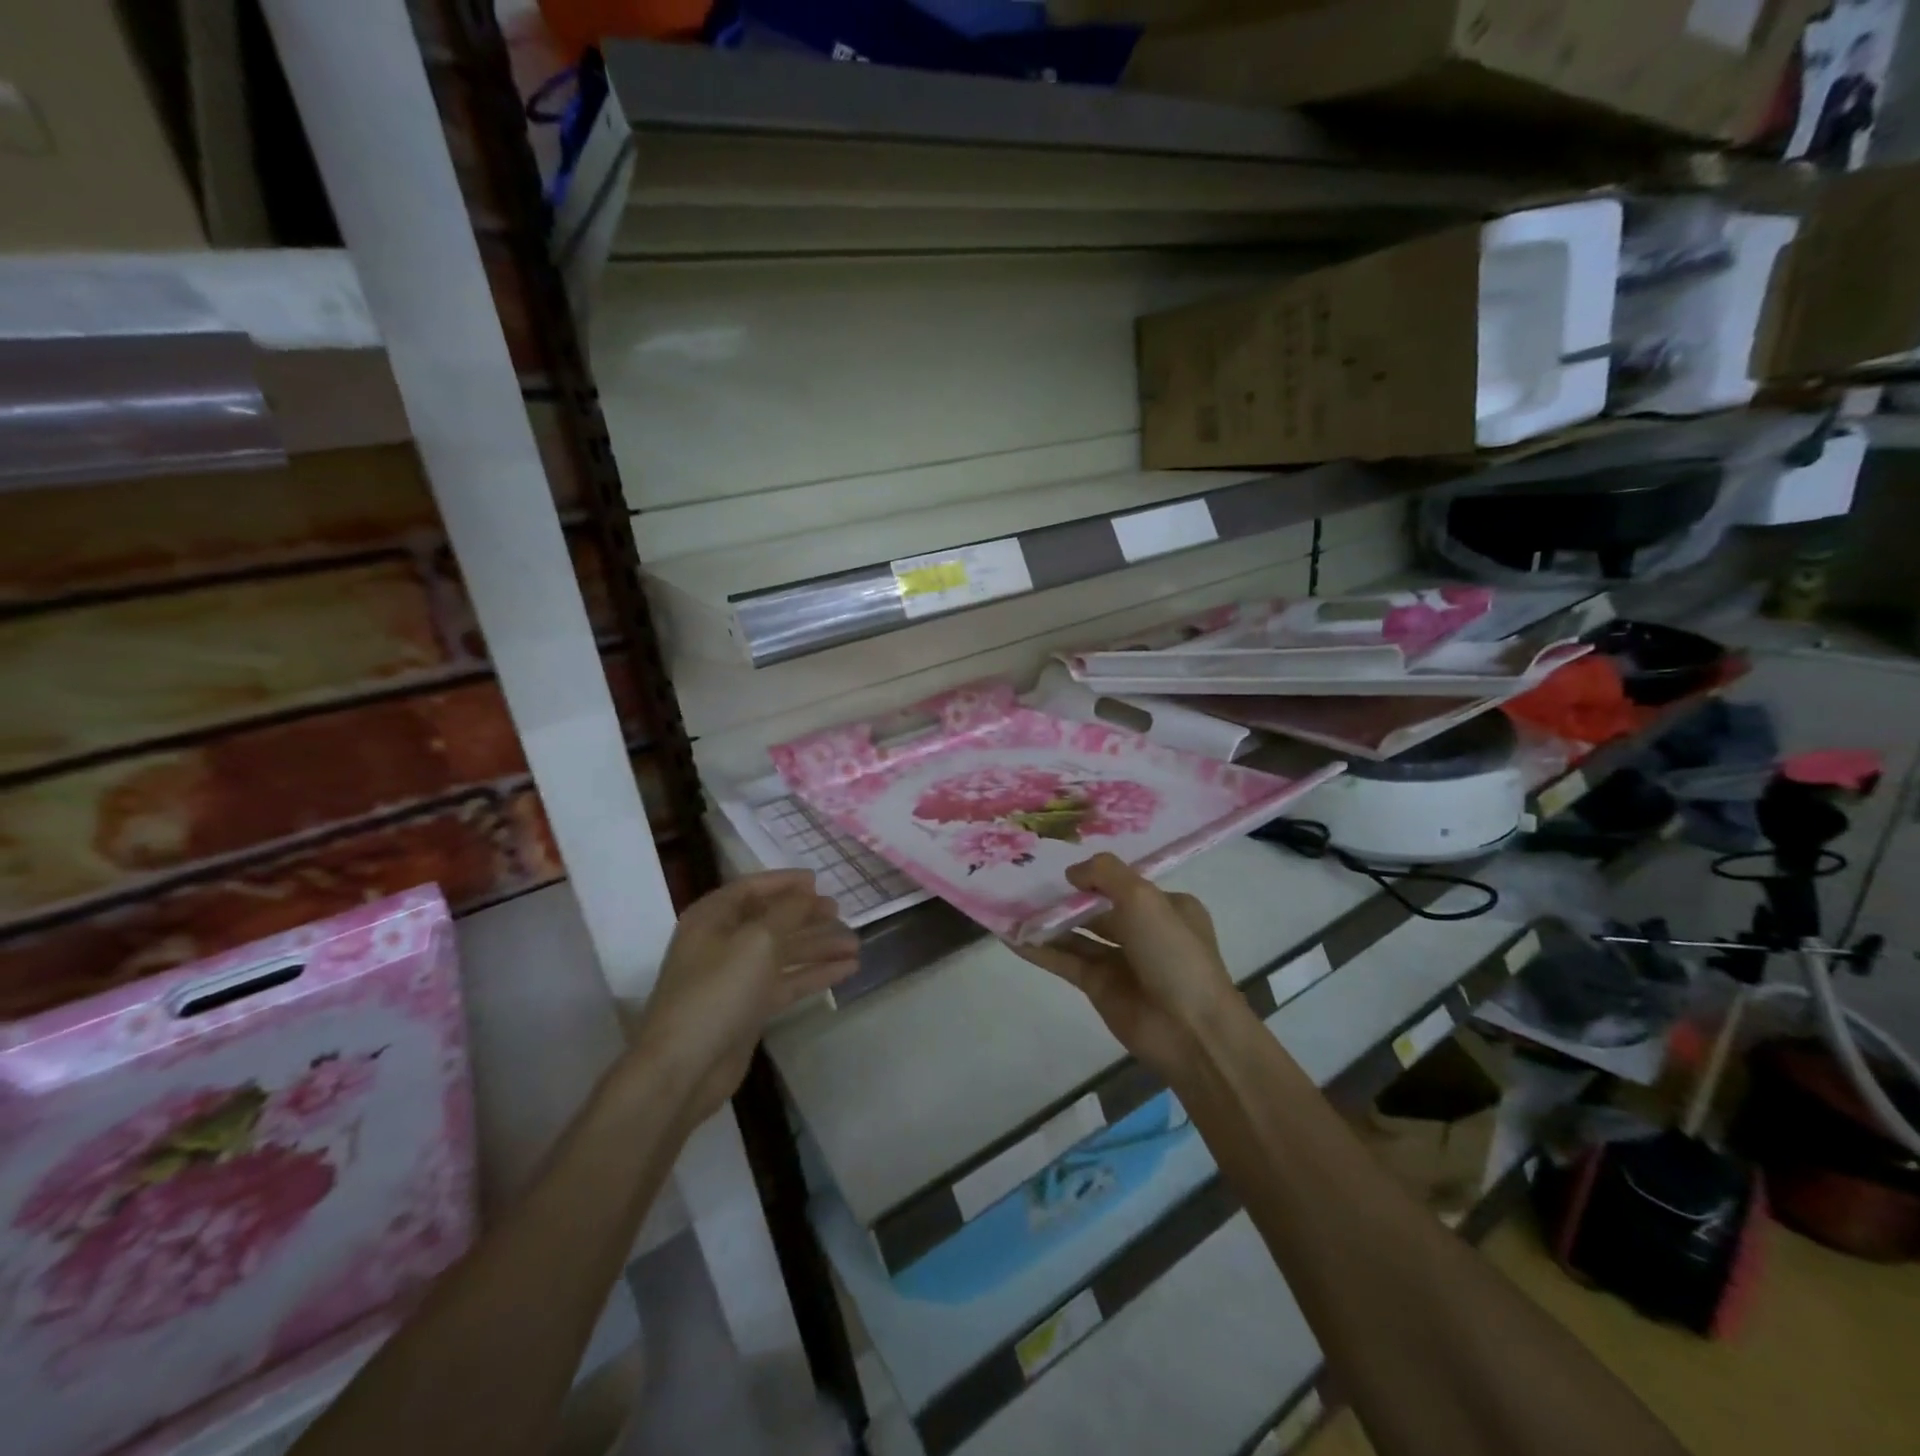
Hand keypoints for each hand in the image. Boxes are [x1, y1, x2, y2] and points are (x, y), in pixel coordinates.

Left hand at [628, 871, 857, 1124]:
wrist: (683, 1068)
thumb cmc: (717, 991)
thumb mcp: (757, 940)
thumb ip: (788, 911)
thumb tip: (808, 894)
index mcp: (712, 918)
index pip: (751, 888)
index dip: (785, 882)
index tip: (819, 881)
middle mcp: (721, 943)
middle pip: (771, 920)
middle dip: (807, 915)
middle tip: (841, 913)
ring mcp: (735, 978)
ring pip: (783, 953)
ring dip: (818, 946)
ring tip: (855, 944)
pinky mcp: (748, 1009)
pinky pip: (786, 982)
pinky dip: (814, 974)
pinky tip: (847, 970)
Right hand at [1013, 853, 1245, 1080]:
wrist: (1190, 1031)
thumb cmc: (1173, 953)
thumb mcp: (1144, 898)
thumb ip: (1106, 874)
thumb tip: (1072, 872)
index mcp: (1167, 907)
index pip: (1125, 882)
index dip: (1094, 873)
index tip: (1058, 861)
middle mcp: (1143, 931)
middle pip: (1097, 908)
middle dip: (1065, 897)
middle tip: (1024, 881)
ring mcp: (1120, 961)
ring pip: (1077, 935)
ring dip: (1047, 922)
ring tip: (1010, 905)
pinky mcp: (1098, 987)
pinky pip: (1064, 961)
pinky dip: (1040, 950)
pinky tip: (1011, 937)